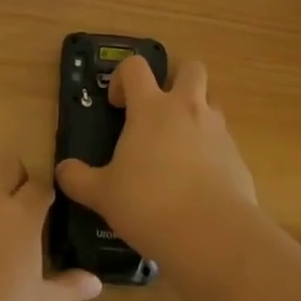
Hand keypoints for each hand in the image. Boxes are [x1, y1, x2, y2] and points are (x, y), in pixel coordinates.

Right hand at [55, 57, 255, 263]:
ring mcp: (217, 130)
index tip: (117, 105)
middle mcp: (187, 108)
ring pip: (211, 103)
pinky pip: (224, 142)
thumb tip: (62, 171)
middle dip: (176, 79)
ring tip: (180, 148)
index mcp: (151, 108)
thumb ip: (79, 180)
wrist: (212, 234)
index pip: (136, 66)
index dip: (123, 77)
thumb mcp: (104, 195)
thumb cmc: (149, 204)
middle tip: (160, 109)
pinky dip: (212, 152)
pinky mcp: (238, 157)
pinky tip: (200, 183)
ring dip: (197, 114)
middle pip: (190, 68)